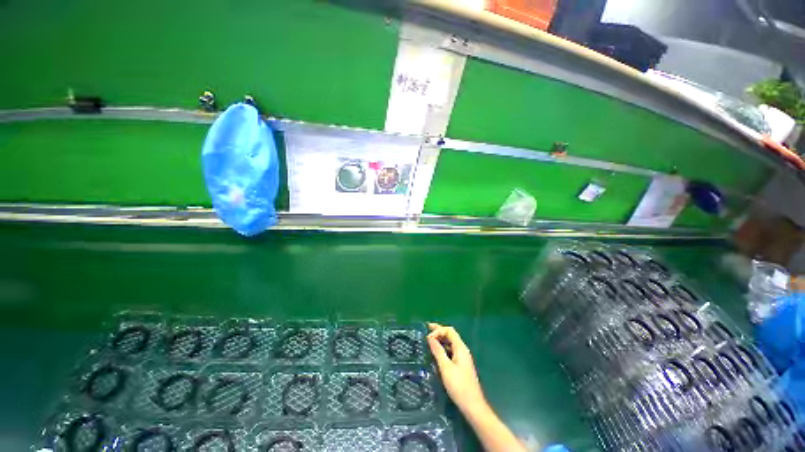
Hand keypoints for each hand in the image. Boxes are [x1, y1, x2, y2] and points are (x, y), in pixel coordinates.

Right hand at [427, 322, 485, 413]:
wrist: (472, 405)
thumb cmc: (459, 385)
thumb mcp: (445, 367)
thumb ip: (438, 351)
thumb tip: (430, 337)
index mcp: (460, 348)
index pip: (449, 331)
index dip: (438, 330)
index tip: (428, 337)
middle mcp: (462, 350)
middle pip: (450, 335)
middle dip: (439, 331)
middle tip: (426, 328)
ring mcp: (462, 357)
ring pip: (450, 343)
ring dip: (440, 339)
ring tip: (429, 340)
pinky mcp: (461, 365)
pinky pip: (451, 351)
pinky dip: (443, 348)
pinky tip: (436, 352)